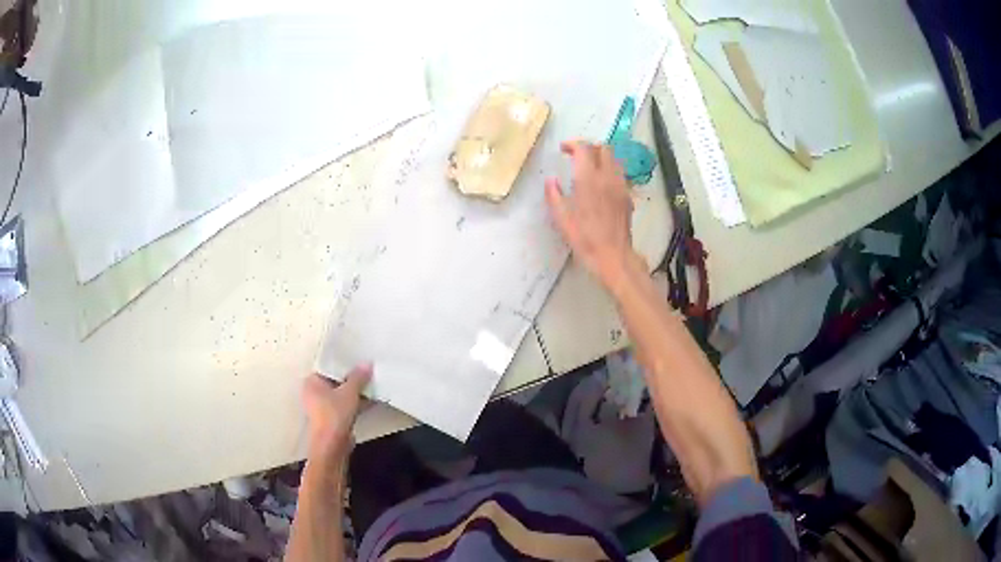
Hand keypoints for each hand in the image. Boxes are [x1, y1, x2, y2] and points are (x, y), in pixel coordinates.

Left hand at [301, 365, 371, 463]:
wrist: (332, 445)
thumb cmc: (335, 413)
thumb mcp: (349, 392)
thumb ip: (358, 377)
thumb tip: (367, 364)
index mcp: (311, 381)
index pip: (327, 366)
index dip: (342, 362)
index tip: (357, 358)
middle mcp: (314, 392)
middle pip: (335, 381)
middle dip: (351, 378)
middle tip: (367, 370)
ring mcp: (322, 407)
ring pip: (341, 394)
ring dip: (355, 391)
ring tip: (372, 383)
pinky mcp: (332, 418)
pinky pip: (344, 405)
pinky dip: (355, 403)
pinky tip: (372, 399)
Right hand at [545, 141, 638, 288]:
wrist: (613, 255)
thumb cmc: (585, 239)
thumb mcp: (562, 219)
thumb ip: (554, 196)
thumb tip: (551, 181)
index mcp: (588, 180)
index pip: (584, 148)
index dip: (573, 144)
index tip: (563, 150)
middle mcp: (607, 177)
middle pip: (603, 148)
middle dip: (589, 147)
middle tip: (577, 156)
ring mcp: (621, 185)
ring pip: (614, 159)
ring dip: (601, 157)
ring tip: (589, 167)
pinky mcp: (627, 195)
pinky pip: (620, 173)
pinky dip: (610, 170)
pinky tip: (601, 184)